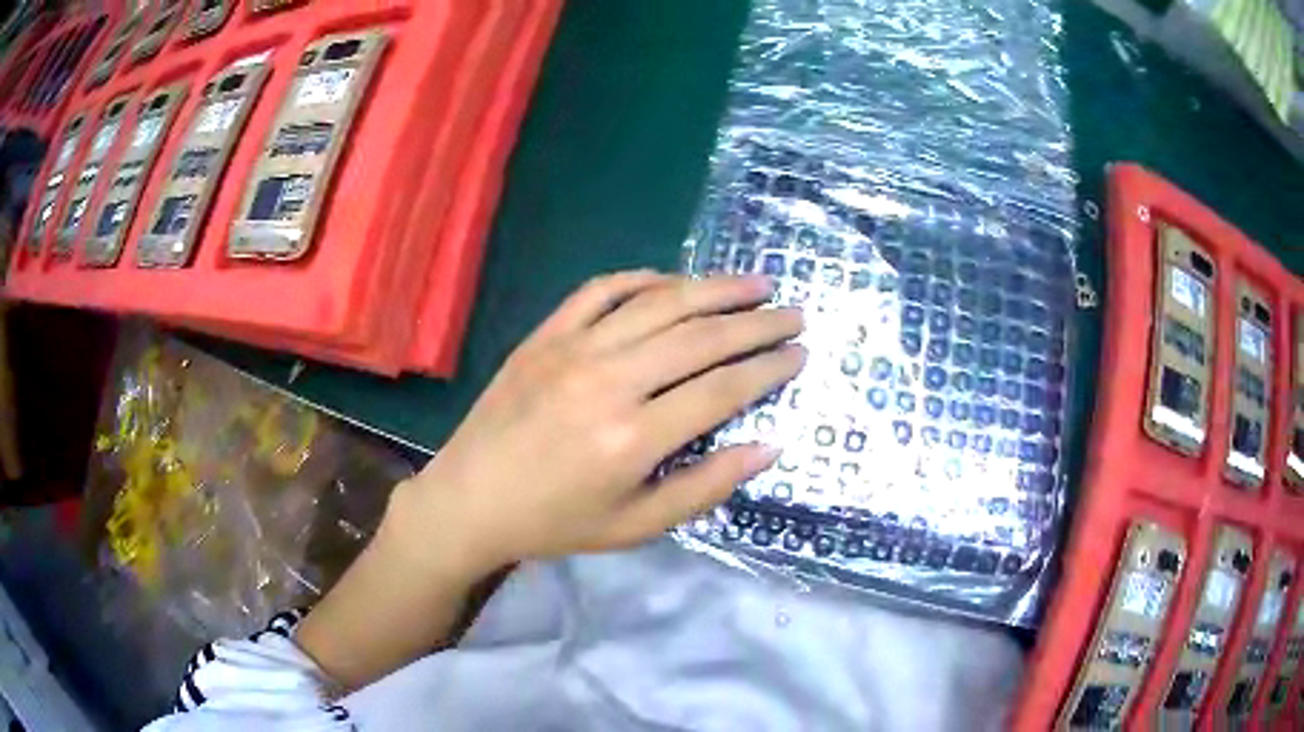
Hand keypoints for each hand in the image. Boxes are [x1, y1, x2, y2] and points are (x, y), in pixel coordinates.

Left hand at [387, 271, 804, 576]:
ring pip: (659, 303)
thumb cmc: (555, 523)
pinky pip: (601, 289)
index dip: (768, 368)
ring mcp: (572, 348)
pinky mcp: (545, 334)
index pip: (722, 388)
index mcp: (633, 438)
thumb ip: (705, 487)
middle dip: (756, 322)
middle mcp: (609, 380)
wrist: (470, 499)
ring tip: (754, 285)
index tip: (800, 354)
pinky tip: (673, 282)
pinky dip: (643, 279)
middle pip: (700, 336)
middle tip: (793, 314)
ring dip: (713, 289)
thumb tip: (768, 447)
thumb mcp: (636, 526)